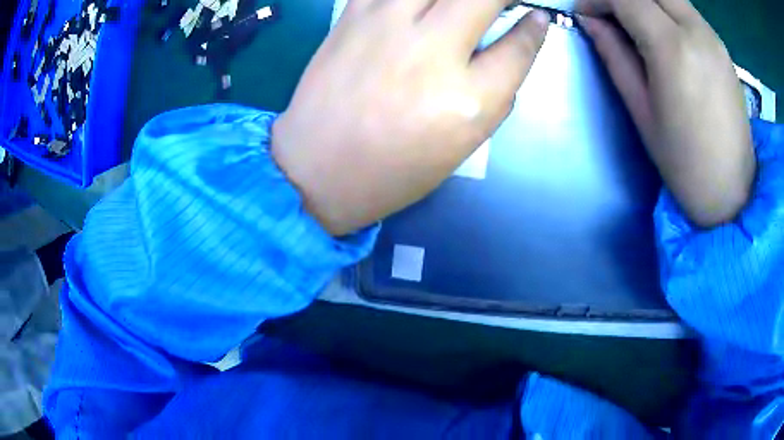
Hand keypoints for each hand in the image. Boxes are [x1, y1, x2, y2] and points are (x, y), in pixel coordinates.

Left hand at [271, 0, 549, 235]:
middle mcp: (431, 53)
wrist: (317, 168)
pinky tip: (420, 7)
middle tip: (500, 3)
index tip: (537, 17)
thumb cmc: (394, 169)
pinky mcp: (353, 15)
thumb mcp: (463, 143)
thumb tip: (517, 41)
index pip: (518, 47)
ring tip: (459, 7)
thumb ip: (497, 89)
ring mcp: (386, 25)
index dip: (535, 28)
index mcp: (467, 101)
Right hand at [577, 0, 755, 227]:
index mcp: (673, 48)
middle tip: (609, 15)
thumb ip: (615, 56)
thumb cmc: (685, 162)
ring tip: (634, 26)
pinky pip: (687, 11)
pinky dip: (666, 11)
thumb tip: (590, 21)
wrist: (732, 192)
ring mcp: (713, 38)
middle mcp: (697, 31)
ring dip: (646, 2)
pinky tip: (663, 35)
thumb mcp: (642, 111)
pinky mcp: (722, 47)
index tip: (585, 14)